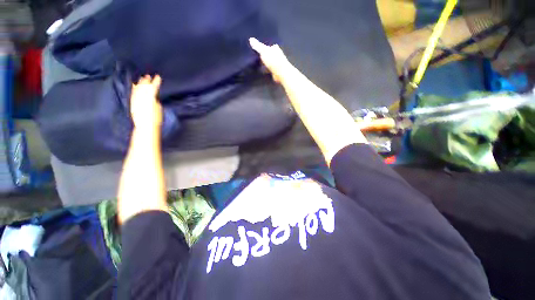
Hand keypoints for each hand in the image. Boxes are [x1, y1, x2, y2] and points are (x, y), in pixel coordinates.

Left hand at [130, 75, 162, 131]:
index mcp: (150, 98)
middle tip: (148, 76)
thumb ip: (155, 100)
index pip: (153, 88)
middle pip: (144, 87)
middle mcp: (142, 97)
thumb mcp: (158, 108)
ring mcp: (136, 100)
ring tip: (141, 79)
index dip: (156, 82)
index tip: (158, 77)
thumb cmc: (155, 119)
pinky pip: (133, 93)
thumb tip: (153, 96)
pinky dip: (133, 88)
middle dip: (146, 81)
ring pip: (137, 89)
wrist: (145, 126)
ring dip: (140, 83)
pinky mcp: (132, 103)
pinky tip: (134, 85)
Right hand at [249, 38, 291, 82]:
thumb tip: (250, 39)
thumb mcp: (263, 51)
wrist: (281, 73)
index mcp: (275, 48)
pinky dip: (267, 70)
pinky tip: (263, 71)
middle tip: (258, 58)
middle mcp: (278, 55)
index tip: (259, 50)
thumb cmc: (272, 60)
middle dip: (266, 56)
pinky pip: (270, 70)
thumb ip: (257, 46)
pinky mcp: (277, 72)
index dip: (265, 48)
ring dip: (266, 64)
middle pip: (270, 55)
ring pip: (270, 63)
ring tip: (259, 65)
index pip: (270, 46)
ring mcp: (278, 64)